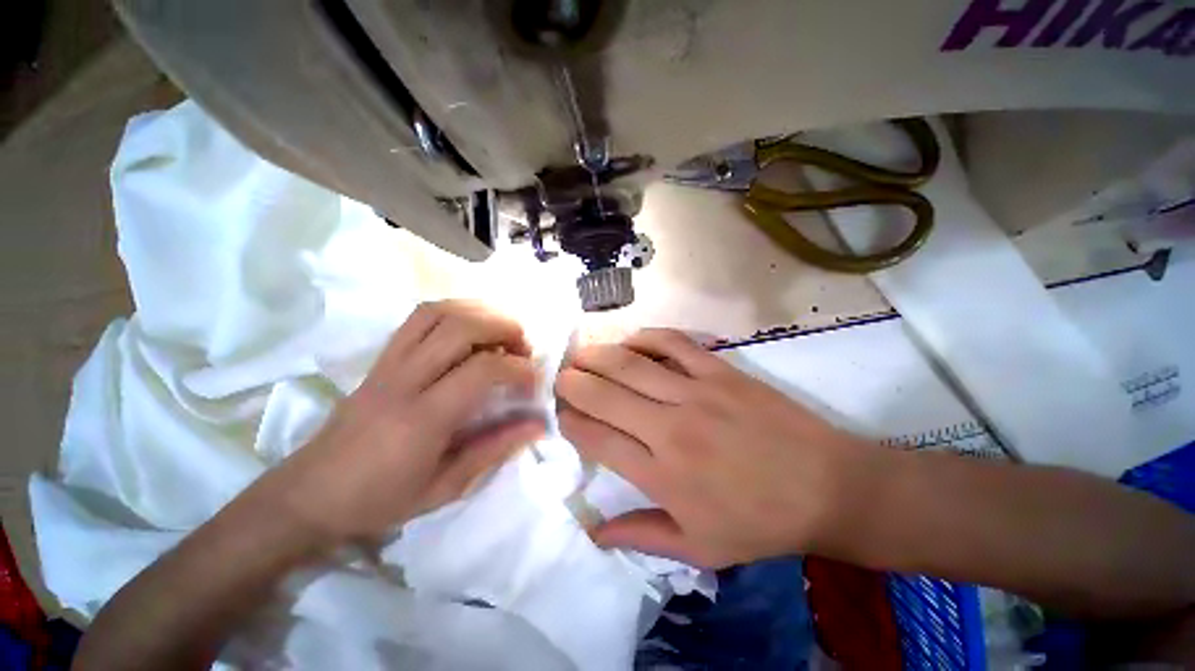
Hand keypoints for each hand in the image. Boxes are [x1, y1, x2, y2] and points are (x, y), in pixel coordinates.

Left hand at [254, 301, 545, 545]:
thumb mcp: (445, 488)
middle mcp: (403, 380)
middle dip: (504, 327)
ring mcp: (387, 363)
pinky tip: (470, 328)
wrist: (309, 494)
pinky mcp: (379, 358)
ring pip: (437, 312)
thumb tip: (538, 424)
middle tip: (523, 347)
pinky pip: (418, 317)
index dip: (518, 368)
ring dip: (479, 312)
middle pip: (460, 327)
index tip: (533, 381)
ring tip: (501, 331)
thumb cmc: (380, 500)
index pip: (481, 370)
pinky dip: (453, 311)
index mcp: (422, 419)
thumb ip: (495, 449)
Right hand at [556, 329, 878, 567]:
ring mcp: (696, 393)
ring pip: (631, 364)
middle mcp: (669, 427)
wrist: (827, 487)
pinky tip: (632, 340)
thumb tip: (594, 532)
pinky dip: (647, 337)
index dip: (570, 422)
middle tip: (559, 376)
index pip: (596, 439)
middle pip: (604, 395)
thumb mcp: (700, 549)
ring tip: (581, 353)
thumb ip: (641, 537)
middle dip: (573, 382)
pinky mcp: (720, 371)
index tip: (559, 413)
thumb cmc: (761, 523)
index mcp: (661, 475)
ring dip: (598, 355)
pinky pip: (674, 344)